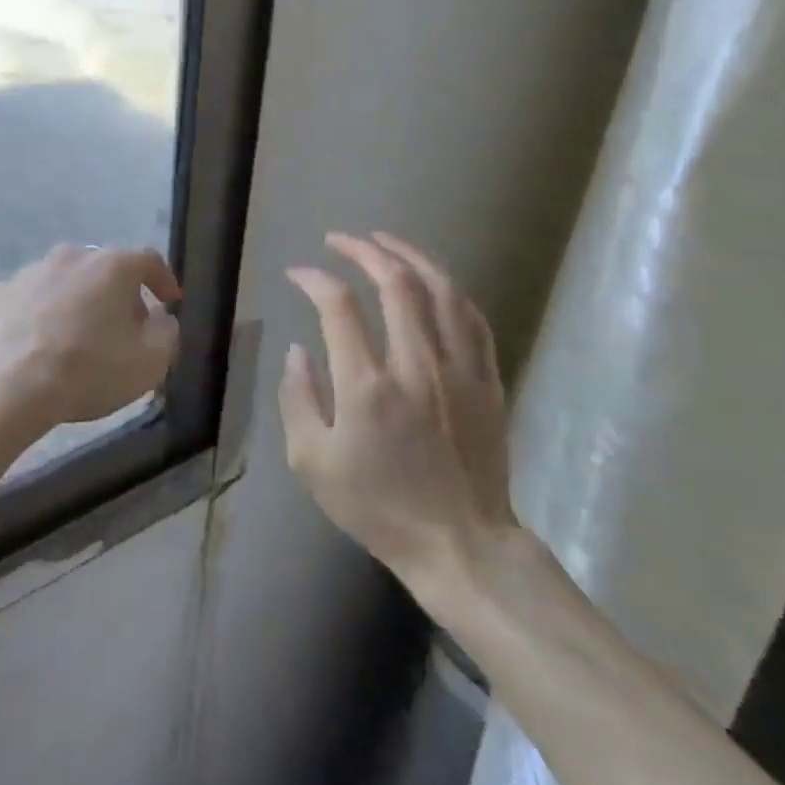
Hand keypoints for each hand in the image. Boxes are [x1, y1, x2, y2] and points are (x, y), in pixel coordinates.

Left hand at [0, 244, 181, 427]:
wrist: (5, 389)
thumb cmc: (87, 371)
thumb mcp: (149, 363)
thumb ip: (166, 333)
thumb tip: (161, 319)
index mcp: (111, 266)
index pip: (148, 260)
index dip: (164, 280)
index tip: (170, 301)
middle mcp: (70, 257)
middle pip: (103, 270)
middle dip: (117, 295)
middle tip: (123, 329)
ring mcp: (27, 272)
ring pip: (62, 282)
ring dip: (74, 303)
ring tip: (75, 339)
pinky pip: (26, 301)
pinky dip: (36, 316)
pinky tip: (34, 345)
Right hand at [281, 232, 519, 607]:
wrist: (461, 545)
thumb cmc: (379, 507)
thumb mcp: (313, 464)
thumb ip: (298, 398)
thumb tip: (297, 349)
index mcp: (368, 386)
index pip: (338, 306)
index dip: (314, 279)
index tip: (298, 273)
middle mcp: (416, 364)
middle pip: (394, 282)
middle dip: (362, 250)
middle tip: (339, 239)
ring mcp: (459, 369)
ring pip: (440, 289)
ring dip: (409, 255)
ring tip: (384, 240)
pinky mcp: (487, 379)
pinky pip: (472, 317)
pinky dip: (449, 289)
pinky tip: (432, 280)